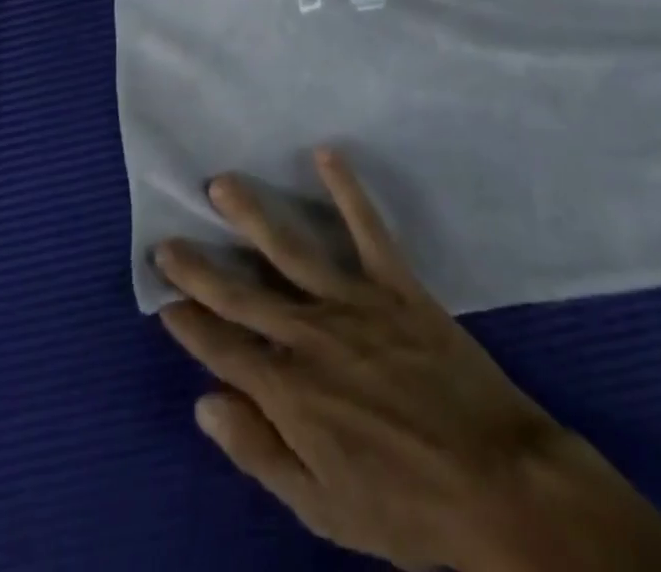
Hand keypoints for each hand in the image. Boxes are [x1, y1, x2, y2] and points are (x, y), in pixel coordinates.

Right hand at [153, 149, 660, 571]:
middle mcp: (312, 337)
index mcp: (291, 393)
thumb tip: (204, 403)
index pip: (223, 351)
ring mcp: (355, 303)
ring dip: (253, 215)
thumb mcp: (323, 508)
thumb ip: (260, 451)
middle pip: (243, 296)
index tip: (163, 296)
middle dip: (200, 269)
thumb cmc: (407, 506)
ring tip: (222, 184)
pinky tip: (325, 153)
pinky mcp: (397, 284)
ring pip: (291, 250)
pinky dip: (347, 189)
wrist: (497, 484)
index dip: (190, 324)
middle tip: (167, 240)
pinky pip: (367, 228)